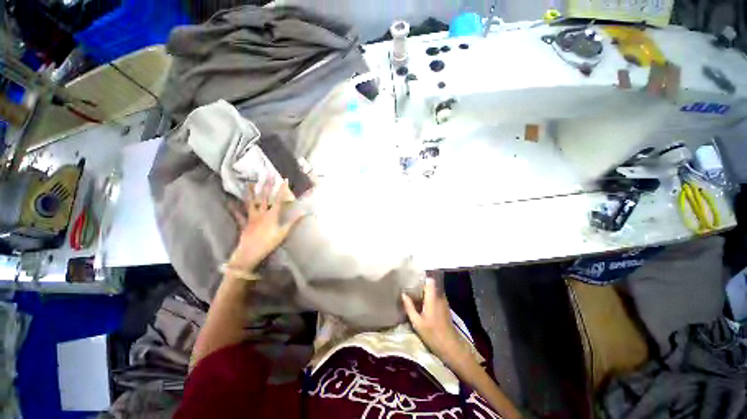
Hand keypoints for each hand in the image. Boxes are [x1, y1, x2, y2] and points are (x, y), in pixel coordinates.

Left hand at [228, 178, 303, 270]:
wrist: (250, 252)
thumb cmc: (269, 243)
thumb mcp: (283, 233)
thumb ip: (293, 221)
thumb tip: (304, 213)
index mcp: (272, 215)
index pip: (279, 199)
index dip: (282, 189)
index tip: (285, 179)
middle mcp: (261, 213)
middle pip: (264, 196)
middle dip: (267, 185)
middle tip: (268, 174)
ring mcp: (251, 217)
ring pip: (251, 202)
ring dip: (250, 192)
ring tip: (249, 182)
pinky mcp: (244, 223)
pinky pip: (238, 214)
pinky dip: (234, 208)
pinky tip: (229, 202)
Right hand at [402, 278, 461, 359]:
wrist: (451, 347)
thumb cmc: (433, 334)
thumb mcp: (417, 322)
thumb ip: (409, 307)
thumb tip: (403, 294)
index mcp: (432, 298)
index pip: (430, 280)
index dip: (422, 279)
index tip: (412, 281)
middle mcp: (439, 297)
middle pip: (430, 286)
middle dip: (421, 287)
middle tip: (410, 291)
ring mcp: (444, 302)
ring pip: (433, 292)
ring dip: (425, 294)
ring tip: (415, 298)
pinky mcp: (445, 308)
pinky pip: (436, 298)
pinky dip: (429, 300)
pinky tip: (422, 307)